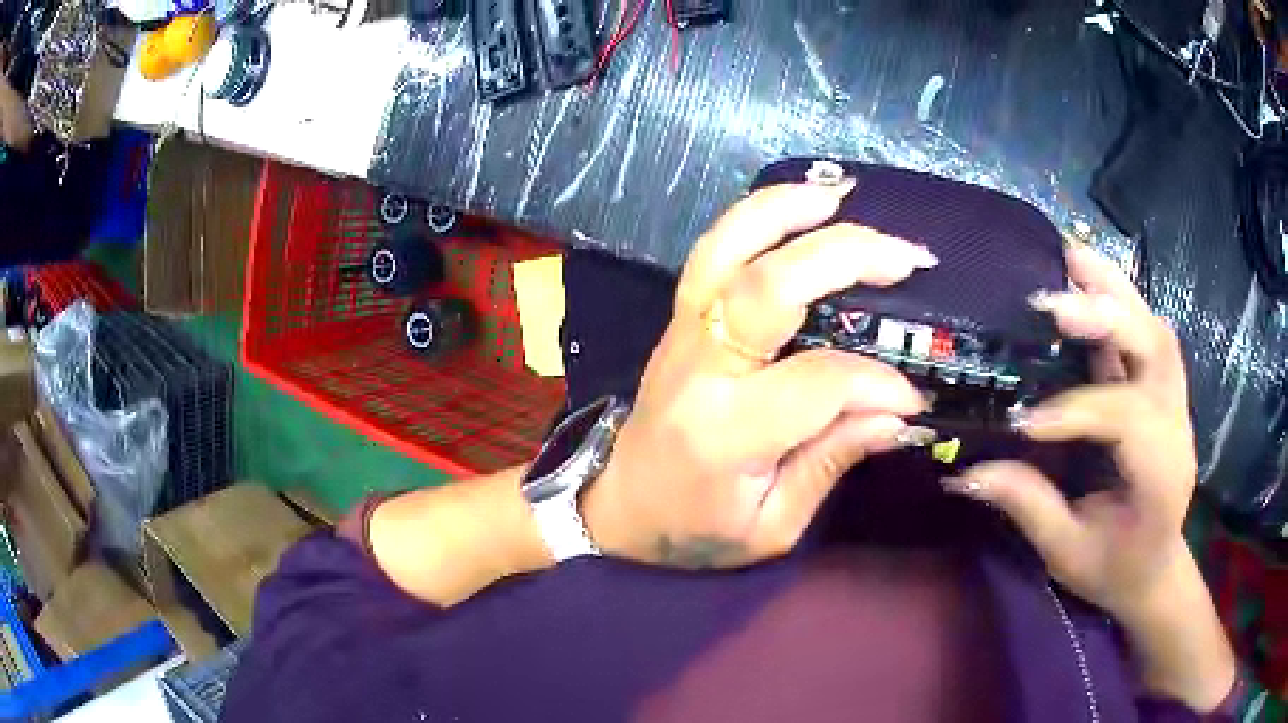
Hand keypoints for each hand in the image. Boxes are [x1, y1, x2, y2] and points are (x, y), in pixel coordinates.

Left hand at [583, 180, 938, 569]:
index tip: (911, 399)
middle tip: (908, 259)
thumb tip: (897, 412)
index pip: (818, 383)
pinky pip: (712, 252)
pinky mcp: (679, 320)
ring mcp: (681, 333)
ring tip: (842, 196)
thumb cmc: (693, 531)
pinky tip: (796, 205)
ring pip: (728, 249)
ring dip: (787, 212)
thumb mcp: (770, 527)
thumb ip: (831, 463)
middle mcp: (700, 368)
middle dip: (847, 259)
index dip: (876, 383)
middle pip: (770, 288)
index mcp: (725, 432)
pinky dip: (755, 218)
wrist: (618, 509)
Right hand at [945, 244, 1234, 709]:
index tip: (1024, 421)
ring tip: (1071, 259)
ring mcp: (1176, 403)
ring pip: (1157, 330)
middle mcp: (1176, 427)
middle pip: (1156, 350)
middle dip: (1107, 317)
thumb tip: (967, 472)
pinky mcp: (1166, 391)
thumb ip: (1029, 508)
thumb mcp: (1068, 554)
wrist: (1156, 569)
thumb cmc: (1114, 568)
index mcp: (1160, 476)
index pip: (1128, 419)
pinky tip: (1090, 287)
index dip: (1078, 410)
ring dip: (1116, 291)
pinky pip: (1151, 334)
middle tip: (1053, 297)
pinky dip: (1123, 303)